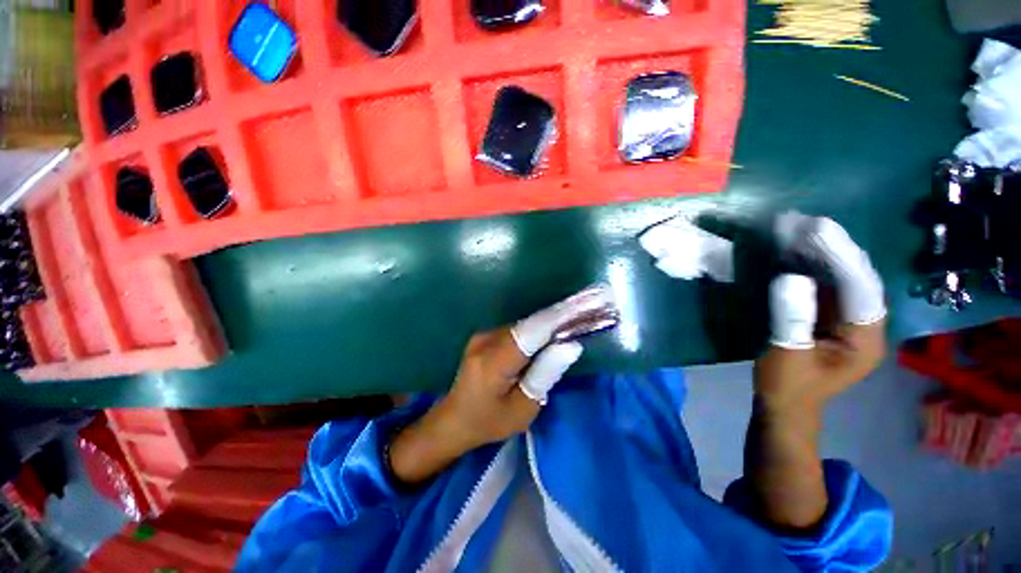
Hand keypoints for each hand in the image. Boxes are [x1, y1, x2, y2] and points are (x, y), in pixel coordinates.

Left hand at [389, 284, 611, 484]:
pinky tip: (553, 332)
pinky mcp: (485, 336)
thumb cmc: (489, 422)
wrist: (455, 419)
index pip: (531, 332)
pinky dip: (537, 330)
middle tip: (589, 309)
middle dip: (559, 317)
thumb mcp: (522, 409)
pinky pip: (517, 329)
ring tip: (576, 318)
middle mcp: (486, 340)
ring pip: (524, 325)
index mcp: (493, 362)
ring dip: (549, 323)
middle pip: (529, 325)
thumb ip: (545, 375)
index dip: (558, 317)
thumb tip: (571, 345)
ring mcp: (483, 335)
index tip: (584, 304)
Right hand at [759, 214, 886, 413]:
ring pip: (841, 278)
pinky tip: (795, 251)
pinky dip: (810, 267)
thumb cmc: (787, 386)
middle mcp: (866, 324)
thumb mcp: (786, 354)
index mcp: (866, 339)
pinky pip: (825, 285)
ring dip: (821, 253)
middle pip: (855, 278)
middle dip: (833, 249)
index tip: (818, 229)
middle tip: (806, 222)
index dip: (840, 258)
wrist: (784, 405)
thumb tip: (789, 277)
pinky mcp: (831, 317)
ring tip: (798, 229)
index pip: (860, 289)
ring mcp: (849, 320)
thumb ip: (791, 317)